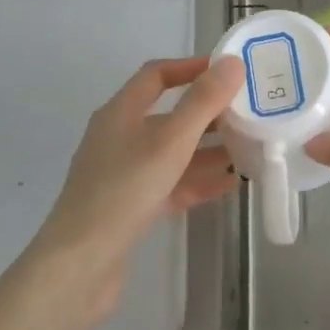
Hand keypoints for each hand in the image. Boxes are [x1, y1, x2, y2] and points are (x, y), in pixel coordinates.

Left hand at [29, 55, 243, 318]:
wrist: (80, 266)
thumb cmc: (123, 191)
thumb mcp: (169, 141)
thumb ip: (202, 102)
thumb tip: (232, 63)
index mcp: (120, 112)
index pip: (157, 76)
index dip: (191, 68)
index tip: (228, 72)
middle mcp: (119, 137)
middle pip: (168, 115)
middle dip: (208, 113)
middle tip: (248, 113)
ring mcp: (123, 174)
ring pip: (172, 153)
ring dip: (208, 150)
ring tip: (249, 148)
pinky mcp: (130, 208)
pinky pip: (171, 184)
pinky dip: (198, 181)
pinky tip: (230, 185)